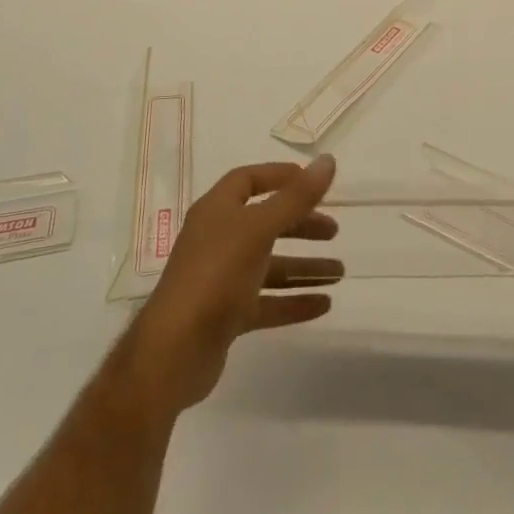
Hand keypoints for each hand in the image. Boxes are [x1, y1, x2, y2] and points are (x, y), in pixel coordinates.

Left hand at [115, 156, 341, 414]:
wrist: (173, 352)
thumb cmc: (216, 275)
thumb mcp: (260, 229)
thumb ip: (296, 197)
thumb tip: (328, 160)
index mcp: (218, 211)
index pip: (248, 180)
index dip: (279, 176)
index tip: (312, 181)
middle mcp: (218, 240)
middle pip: (265, 223)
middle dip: (301, 225)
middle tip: (334, 231)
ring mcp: (221, 279)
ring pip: (270, 266)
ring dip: (304, 267)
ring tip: (340, 273)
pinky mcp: (226, 315)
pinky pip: (267, 302)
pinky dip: (294, 301)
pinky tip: (324, 304)